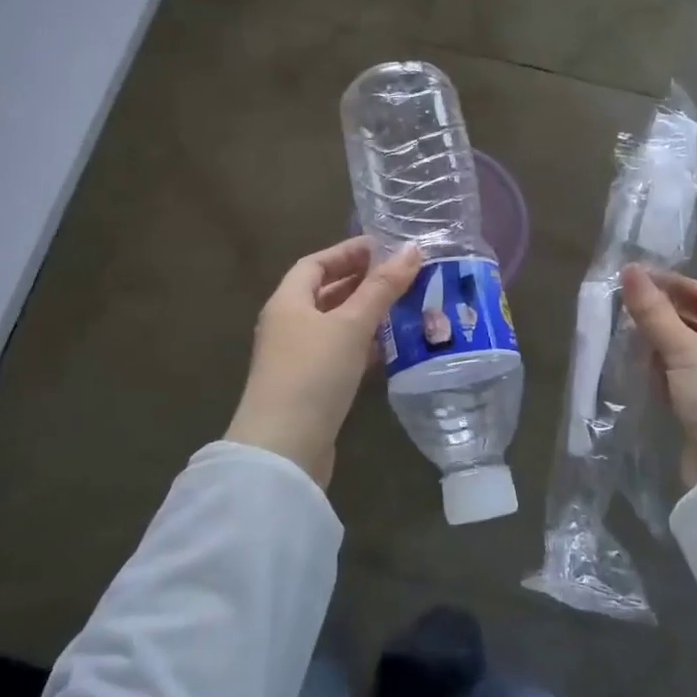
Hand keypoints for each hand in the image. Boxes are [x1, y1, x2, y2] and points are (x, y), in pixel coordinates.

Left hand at [227, 237, 422, 488]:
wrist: (284, 449)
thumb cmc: (314, 373)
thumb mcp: (351, 324)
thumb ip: (382, 288)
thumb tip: (412, 249)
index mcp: (288, 302)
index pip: (315, 264)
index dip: (347, 252)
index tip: (383, 247)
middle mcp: (287, 325)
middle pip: (325, 293)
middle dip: (361, 283)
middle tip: (401, 276)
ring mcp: (297, 359)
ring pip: (335, 325)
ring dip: (365, 315)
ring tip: (404, 307)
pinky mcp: (310, 388)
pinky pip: (339, 354)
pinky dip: (363, 346)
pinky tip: (391, 348)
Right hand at [620, 264, 696, 488]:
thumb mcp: (685, 349)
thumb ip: (654, 311)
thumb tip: (629, 269)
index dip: (677, 285)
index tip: (639, 281)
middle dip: (664, 315)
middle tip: (625, 307)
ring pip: (687, 353)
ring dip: (659, 344)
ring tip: (625, 335)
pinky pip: (682, 380)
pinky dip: (661, 371)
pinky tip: (638, 368)